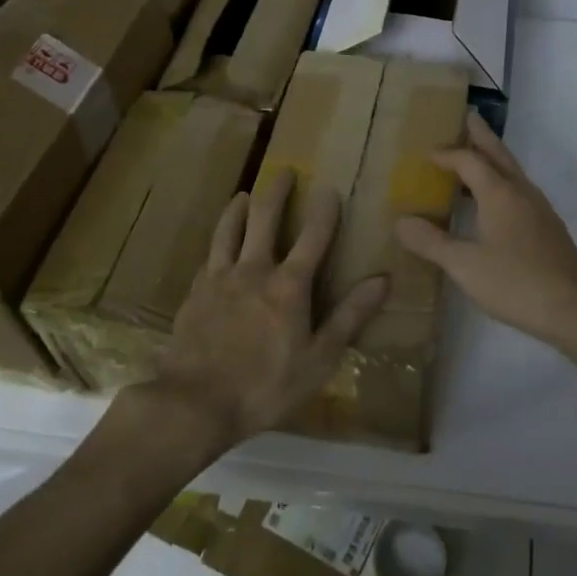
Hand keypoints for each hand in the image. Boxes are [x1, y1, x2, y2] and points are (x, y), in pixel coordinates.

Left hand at [145, 168, 387, 444]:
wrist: (195, 402)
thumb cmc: (266, 385)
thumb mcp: (319, 359)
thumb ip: (349, 316)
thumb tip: (382, 280)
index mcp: (289, 285)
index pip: (313, 236)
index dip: (324, 210)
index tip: (330, 187)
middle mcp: (253, 270)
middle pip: (264, 219)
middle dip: (276, 192)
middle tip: (283, 172)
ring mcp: (219, 279)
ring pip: (228, 230)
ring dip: (238, 208)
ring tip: (243, 195)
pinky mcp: (194, 294)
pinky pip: (208, 257)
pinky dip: (217, 243)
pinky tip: (217, 246)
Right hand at [395, 112, 576, 358]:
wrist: (576, 309)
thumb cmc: (516, 283)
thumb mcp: (465, 265)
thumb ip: (432, 242)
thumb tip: (400, 221)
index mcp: (500, 194)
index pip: (469, 161)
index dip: (447, 155)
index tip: (426, 153)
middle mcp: (522, 193)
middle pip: (499, 154)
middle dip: (482, 136)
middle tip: (468, 117)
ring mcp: (540, 210)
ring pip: (513, 172)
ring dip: (494, 159)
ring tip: (478, 156)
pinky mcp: (549, 229)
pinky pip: (521, 192)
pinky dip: (503, 183)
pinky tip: (497, 204)